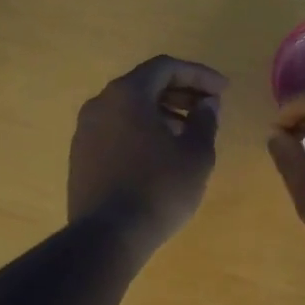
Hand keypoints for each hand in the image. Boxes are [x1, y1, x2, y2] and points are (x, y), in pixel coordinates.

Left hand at [69, 55, 227, 261]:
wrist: (108, 236)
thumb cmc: (159, 189)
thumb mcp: (196, 154)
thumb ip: (205, 121)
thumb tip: (207, 104)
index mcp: (127, 94)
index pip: (166, 67)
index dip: (199, 74)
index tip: (223, 90)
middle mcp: (100, 104)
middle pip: (145, 84)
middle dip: (181, 92)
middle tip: (208, 108)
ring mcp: (85, 130)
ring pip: (129, 108)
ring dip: (162, 112)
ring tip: (188, 133)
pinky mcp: (81, 155)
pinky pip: (117, 129)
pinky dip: (142, 130)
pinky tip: (161, 154)